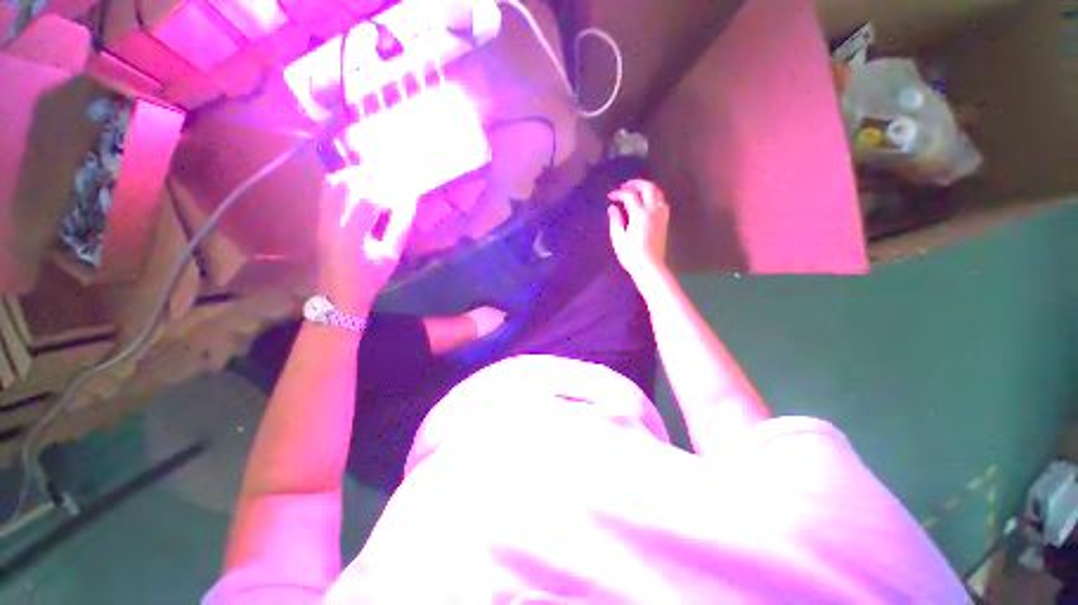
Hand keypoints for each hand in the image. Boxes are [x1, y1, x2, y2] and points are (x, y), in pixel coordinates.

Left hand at [317, 169, 418, 315]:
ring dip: (359, 175)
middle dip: (374, 177)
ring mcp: (322, 218)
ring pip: (335, 182)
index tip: (405, 193)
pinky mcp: (320, 217)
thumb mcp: (390, 255)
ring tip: (379, 180)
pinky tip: (362, 186)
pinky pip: (329, 189)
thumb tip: (409, 201)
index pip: (368, 200)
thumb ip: (400, 227)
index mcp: (352, 236)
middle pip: (348, 184)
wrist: (338, 293)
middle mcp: (332, 221)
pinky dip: (347, 181)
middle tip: (394, 181)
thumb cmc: (369, 278)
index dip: (389, 191)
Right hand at [607, 179, 670, 281]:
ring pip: (657, 192)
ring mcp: (661, 215)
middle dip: (635, 183)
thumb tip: (613, 208)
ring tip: (635, 190)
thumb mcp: (618, 238)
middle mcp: (653, 211)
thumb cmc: (631, 255)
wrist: (650, 267)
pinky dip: (654, 196)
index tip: (611, 196)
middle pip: (648, 187)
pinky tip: (647, 201)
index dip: (619, 193)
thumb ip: (615, 220)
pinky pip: (662, 201)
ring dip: (646, 187)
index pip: (629, 195)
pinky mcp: (664, 221)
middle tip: (624, 186)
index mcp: (639, 214)